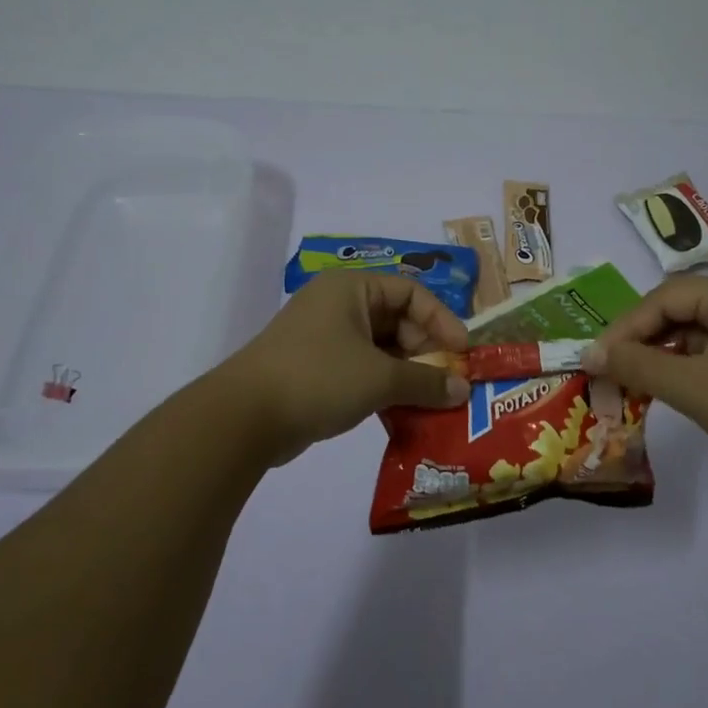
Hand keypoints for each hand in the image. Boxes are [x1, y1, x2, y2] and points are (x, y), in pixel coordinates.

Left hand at [227, 271, 471, 460]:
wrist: (244, 418)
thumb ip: (426, 382)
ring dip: (407, 374)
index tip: (462, 354)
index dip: (441, 321)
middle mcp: (338, 305)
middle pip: (397, 320)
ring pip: (380, 348)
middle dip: (425, 352)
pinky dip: (383, 386)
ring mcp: (323, 336)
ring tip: (431, 402)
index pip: (411, 293)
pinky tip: (401, 414)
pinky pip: (361, 368)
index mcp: (352, 289)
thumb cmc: (319, 378)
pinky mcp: (314, 367)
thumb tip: (463, 391)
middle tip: (447, 382)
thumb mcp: (380, 378)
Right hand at [580, 273, 707, 480]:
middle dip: (641, 340)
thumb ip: (635, 365)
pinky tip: (668, 387)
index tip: (597, 358)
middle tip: (611, 369)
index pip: (664, 297)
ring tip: (633, 381)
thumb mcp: (689, 385)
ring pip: (694, 331)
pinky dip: (685, 365)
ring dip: (661, 354)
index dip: (626, 327)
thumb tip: (588, 355)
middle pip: (679, 309)